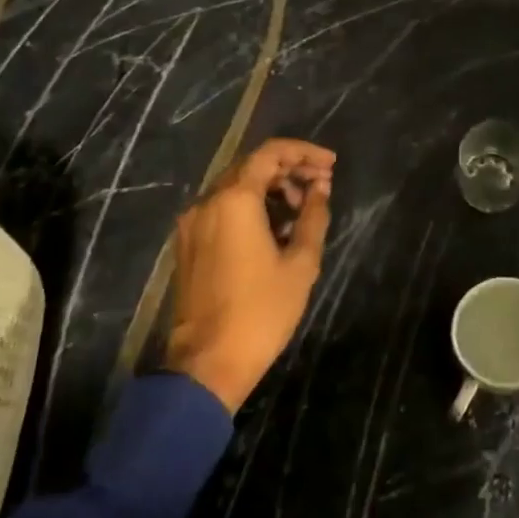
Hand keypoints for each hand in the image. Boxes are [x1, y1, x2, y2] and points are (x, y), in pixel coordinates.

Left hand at [164, 138, 334, 413]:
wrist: (207, 364)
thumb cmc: (261, 312)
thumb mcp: (301, 263)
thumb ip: (314, 217)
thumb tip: (320, 188)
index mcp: (234, 200)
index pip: (271, 153)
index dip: (304, 153)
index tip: (331, 164)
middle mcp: (207, 202)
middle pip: (251, 167)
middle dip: (289, 170)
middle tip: (321, 185)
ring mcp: (193, 224)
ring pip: (236, 187)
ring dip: (271, 189)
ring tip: (302, 211)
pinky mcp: (188, 245)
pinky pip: (222, 208)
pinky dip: (251, 207)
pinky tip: (275, 228)